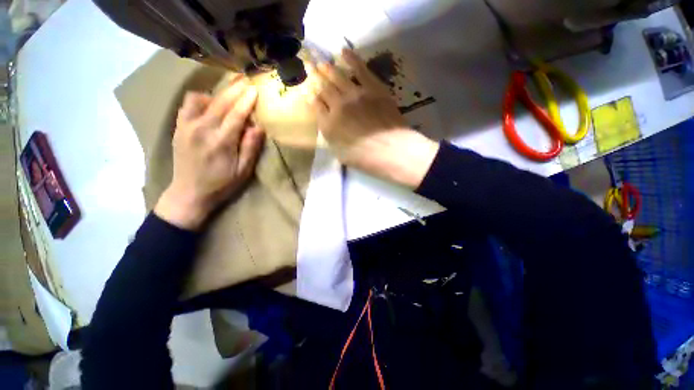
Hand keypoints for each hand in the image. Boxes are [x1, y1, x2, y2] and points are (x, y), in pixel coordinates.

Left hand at [154, 75, 264, 229]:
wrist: (188, 193)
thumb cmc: (221, 184)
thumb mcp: (243, 171)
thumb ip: (250, 148)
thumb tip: (258, 127)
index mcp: (221, 142)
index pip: (236, 115)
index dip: (247, 100)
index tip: (255, 89)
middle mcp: (201, 129)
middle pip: (220, 102)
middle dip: (234, 89)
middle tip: (245, 79)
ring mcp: (186, 127)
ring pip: (201, 99)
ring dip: (217, 94)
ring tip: (229, 95)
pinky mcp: (178, 128)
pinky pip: (187, 105)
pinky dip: (200, 100)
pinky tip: (209, 104)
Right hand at [309, 48, 438, 187]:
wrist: (391, 151)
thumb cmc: (365, 159)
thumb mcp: (340, 154)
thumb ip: (331, 137)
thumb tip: (326, 123)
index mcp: (329, 125)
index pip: (316, 106)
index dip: (312, 98)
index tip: (310, 92)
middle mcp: (337, 106)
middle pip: (324, 88)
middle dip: (316, 79)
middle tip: (311, 69)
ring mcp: (355, 94)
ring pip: (337, 76)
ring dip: (328, 69)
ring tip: (322, 63)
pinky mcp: (373, 88)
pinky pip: (359, 69)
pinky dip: (351, 59)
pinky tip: (343, 51)